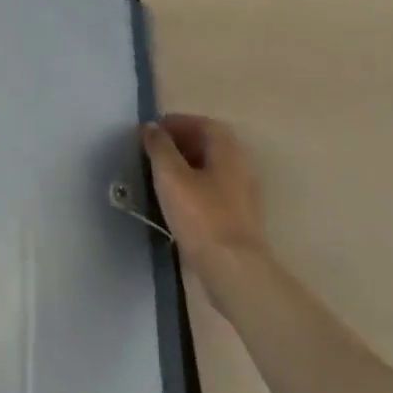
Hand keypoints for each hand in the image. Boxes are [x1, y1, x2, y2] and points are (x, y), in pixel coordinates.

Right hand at [141, 115, 273, 294]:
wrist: (233, 269)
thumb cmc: (201, 215)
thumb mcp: (171, 176)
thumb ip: (159, 147)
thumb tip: (151, 126)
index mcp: (227, 147)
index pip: (200, 123)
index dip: (173, 124)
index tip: (149, 134)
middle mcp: (240, 163)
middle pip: (206, 144)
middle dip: (177, 145)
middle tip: (150, 154)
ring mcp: (242, 192)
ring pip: (209, 169)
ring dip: (184, 167)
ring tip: (157, 177)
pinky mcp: (238, 216)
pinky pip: (212, 190)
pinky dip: (192, 188)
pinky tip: (174, 202)